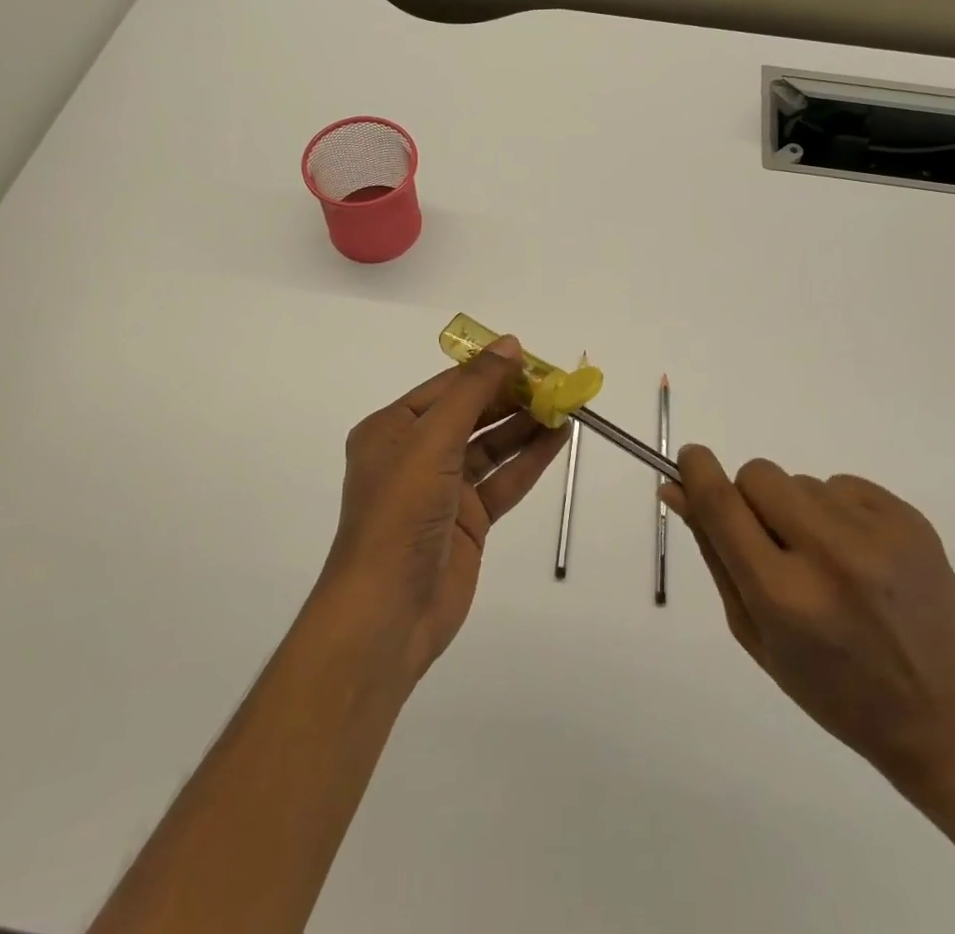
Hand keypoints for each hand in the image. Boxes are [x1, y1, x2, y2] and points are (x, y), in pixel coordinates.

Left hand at [321, 338, 564, 679]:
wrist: (388, 611)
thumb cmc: (401, 512)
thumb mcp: (433, 439)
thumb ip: (474, 390)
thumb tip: (509, 343)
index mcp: (392, 429)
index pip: (447, 387)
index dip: (488, 370)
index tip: (530, 358)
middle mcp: (415, 453)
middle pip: (471, 414)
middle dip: (512, 398)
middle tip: (556, 383)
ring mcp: (443, 489)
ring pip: (490, 446)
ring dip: (525, 426)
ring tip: (565, 405)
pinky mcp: (468, 520)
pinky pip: (502, 480)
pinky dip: (529, 460)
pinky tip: (558, 438)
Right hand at [662, 446, 954, 789]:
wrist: (946, 717)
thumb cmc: (835, 690)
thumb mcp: (758, 635)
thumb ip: (716, 556)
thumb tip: (677, 491)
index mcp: (784, 596)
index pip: (722, 505)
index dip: (698, 472)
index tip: (690, 459)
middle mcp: (828, 554)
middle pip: (759, 475)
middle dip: (753, 499)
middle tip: (774, 543)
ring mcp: (876, 533)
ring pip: (801, 481)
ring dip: (799, 511)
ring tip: (830, 565)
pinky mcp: (910, 519)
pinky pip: (843, 484)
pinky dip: (838, 511)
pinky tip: (862, 558)